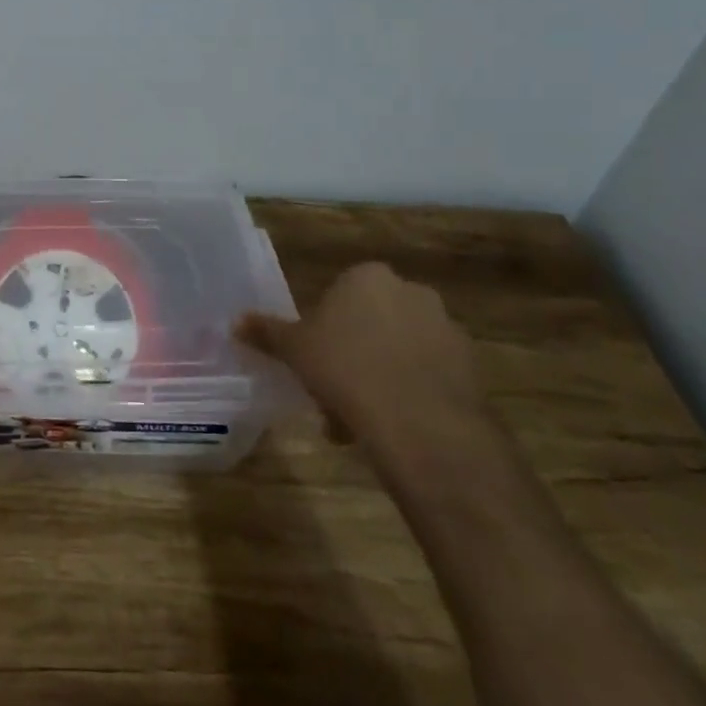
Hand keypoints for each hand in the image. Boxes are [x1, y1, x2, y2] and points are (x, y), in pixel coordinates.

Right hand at [237, 261, 482, 449]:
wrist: (421, 423)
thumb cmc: (346, 370)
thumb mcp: (294, 350)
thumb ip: (267, 332)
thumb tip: (234, 321)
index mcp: (368, 277)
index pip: (340, 294)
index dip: (324, 329)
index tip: (314, 360)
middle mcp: (411, 292)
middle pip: (371, 321)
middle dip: (353, 353)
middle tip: (332, 390)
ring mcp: (446, 329)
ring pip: (400, 351)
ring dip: (381, 377)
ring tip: (359, 421)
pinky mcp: (471, 368)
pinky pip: (428, 376)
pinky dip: (411, 395)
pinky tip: (392, 428)